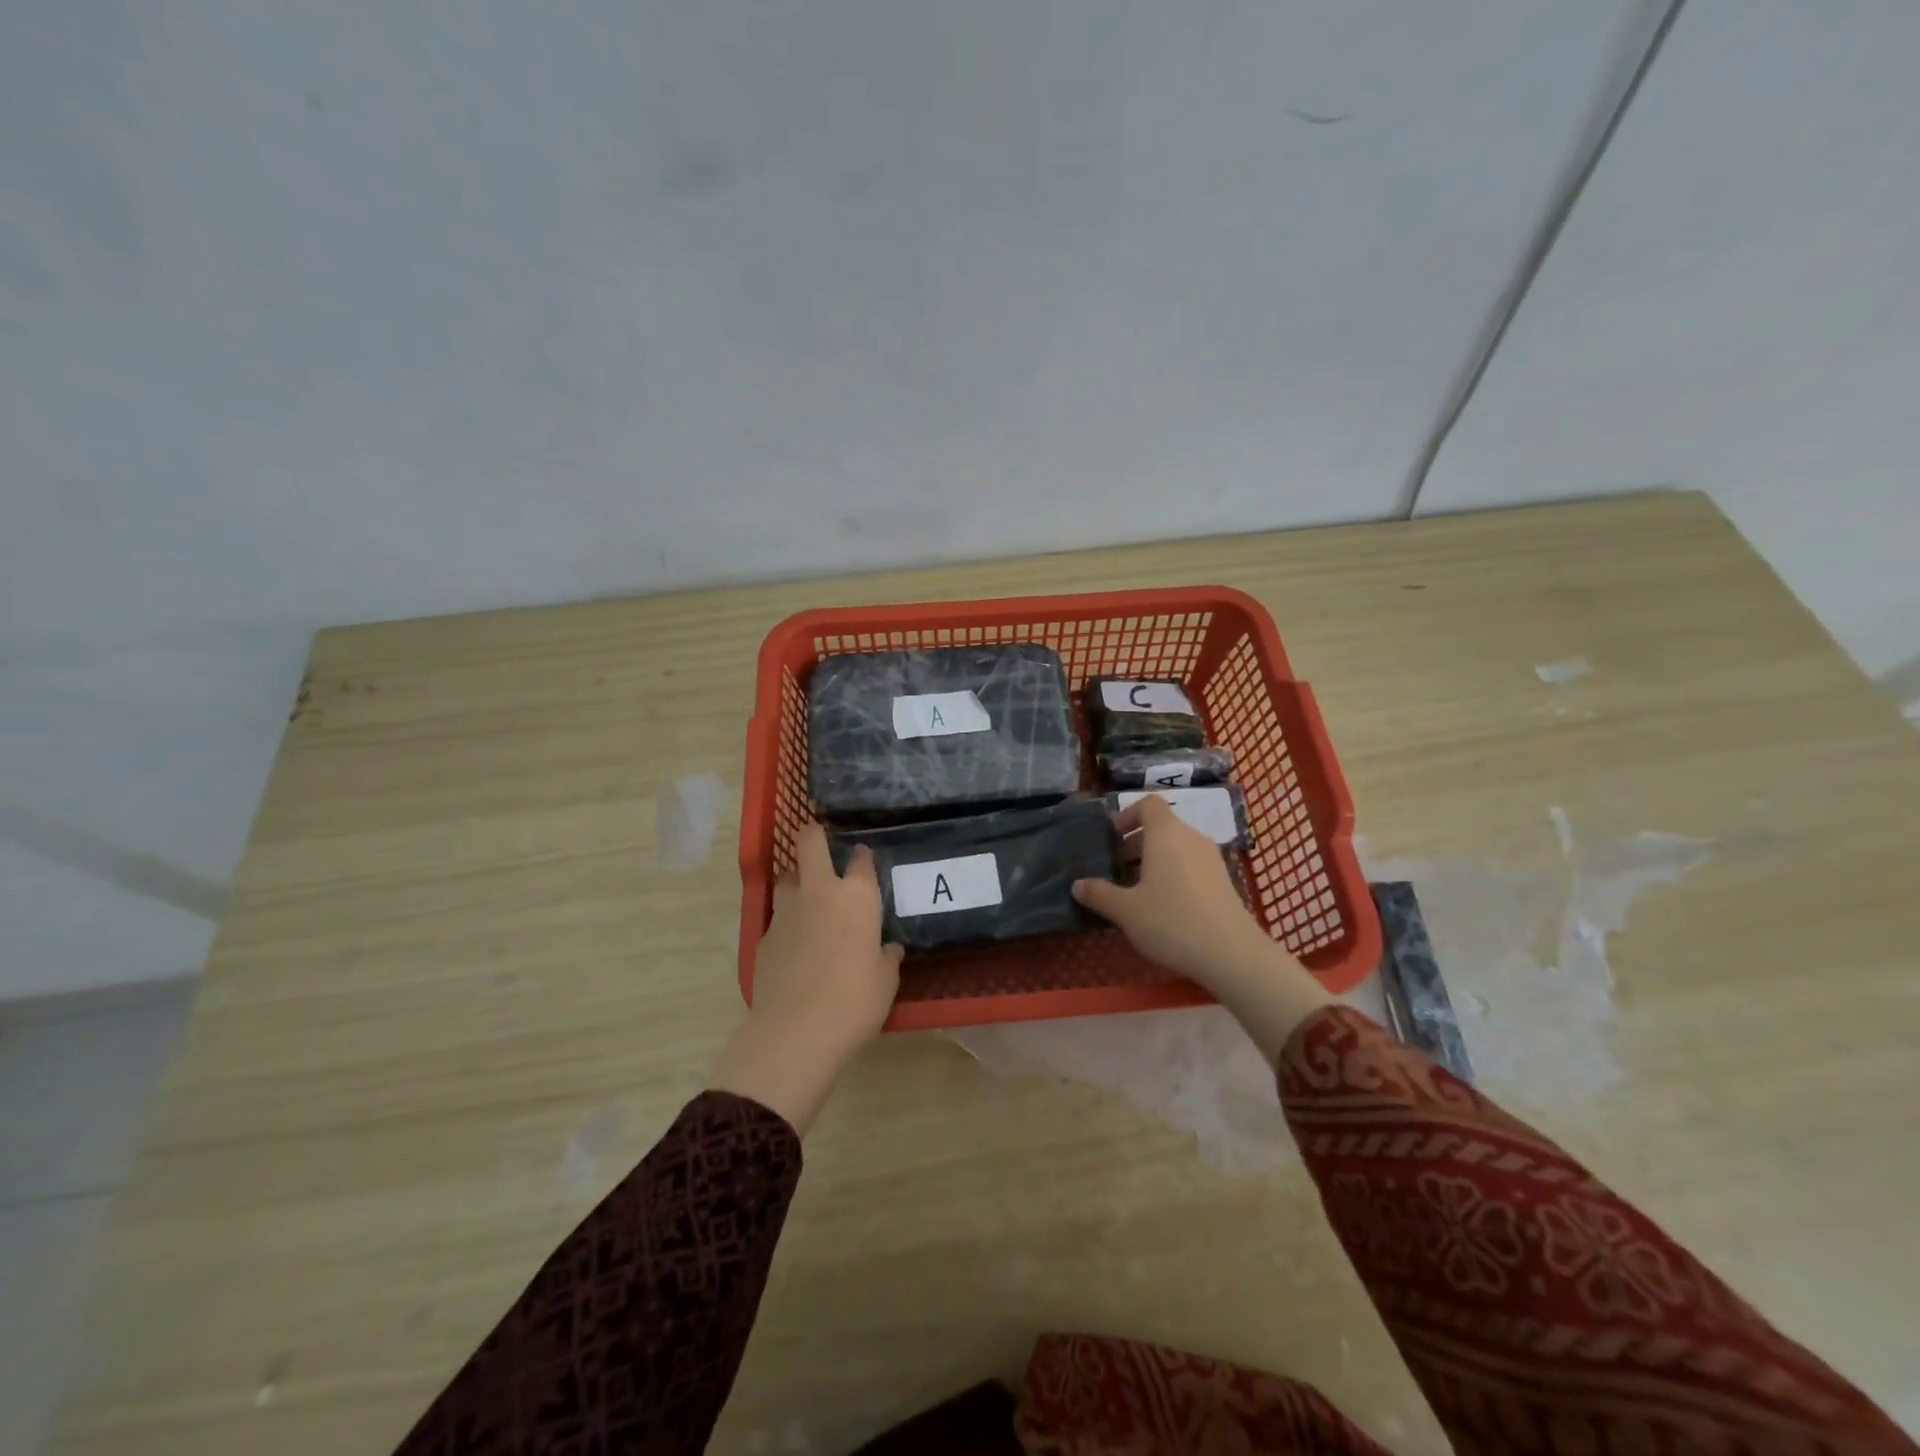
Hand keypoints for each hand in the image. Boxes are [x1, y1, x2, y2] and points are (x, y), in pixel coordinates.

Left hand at [710, 824, 901, 1133]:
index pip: (861, 860)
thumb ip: (887, 958)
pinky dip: (786, 922)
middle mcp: (820, 892)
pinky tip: (794, 944)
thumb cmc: (855, 1001)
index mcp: (857, 896)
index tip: (864, 860)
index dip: (863, 857)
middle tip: (820, 841)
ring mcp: (786, 911)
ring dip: (796, 880)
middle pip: (810, 842)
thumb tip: (887, 950)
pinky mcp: (763, 936)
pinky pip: (776, 917)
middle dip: (813, 834)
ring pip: (786, 877)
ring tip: (807, 898)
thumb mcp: (886, 981)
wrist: (797, 1032)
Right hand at [1071, 794, 1272, 987]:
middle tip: (1117, 870)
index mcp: (1166, 833)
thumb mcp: (1126, 910)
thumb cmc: (1171, 921)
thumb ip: (1099, 894)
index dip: (1127, 816)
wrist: (1232, 954)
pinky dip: (1174, 874)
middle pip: (1161, 826)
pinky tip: (1164, 907)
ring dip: (1154, 860)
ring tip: (1137, 891)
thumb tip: (1077, 885)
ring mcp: (1212, 859)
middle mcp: (1191, 837)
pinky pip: (1191, 864)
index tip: (1112, 840)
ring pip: (1177, 847)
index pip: (1148, 804)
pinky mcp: (1224, 881)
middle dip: (1136, 843)